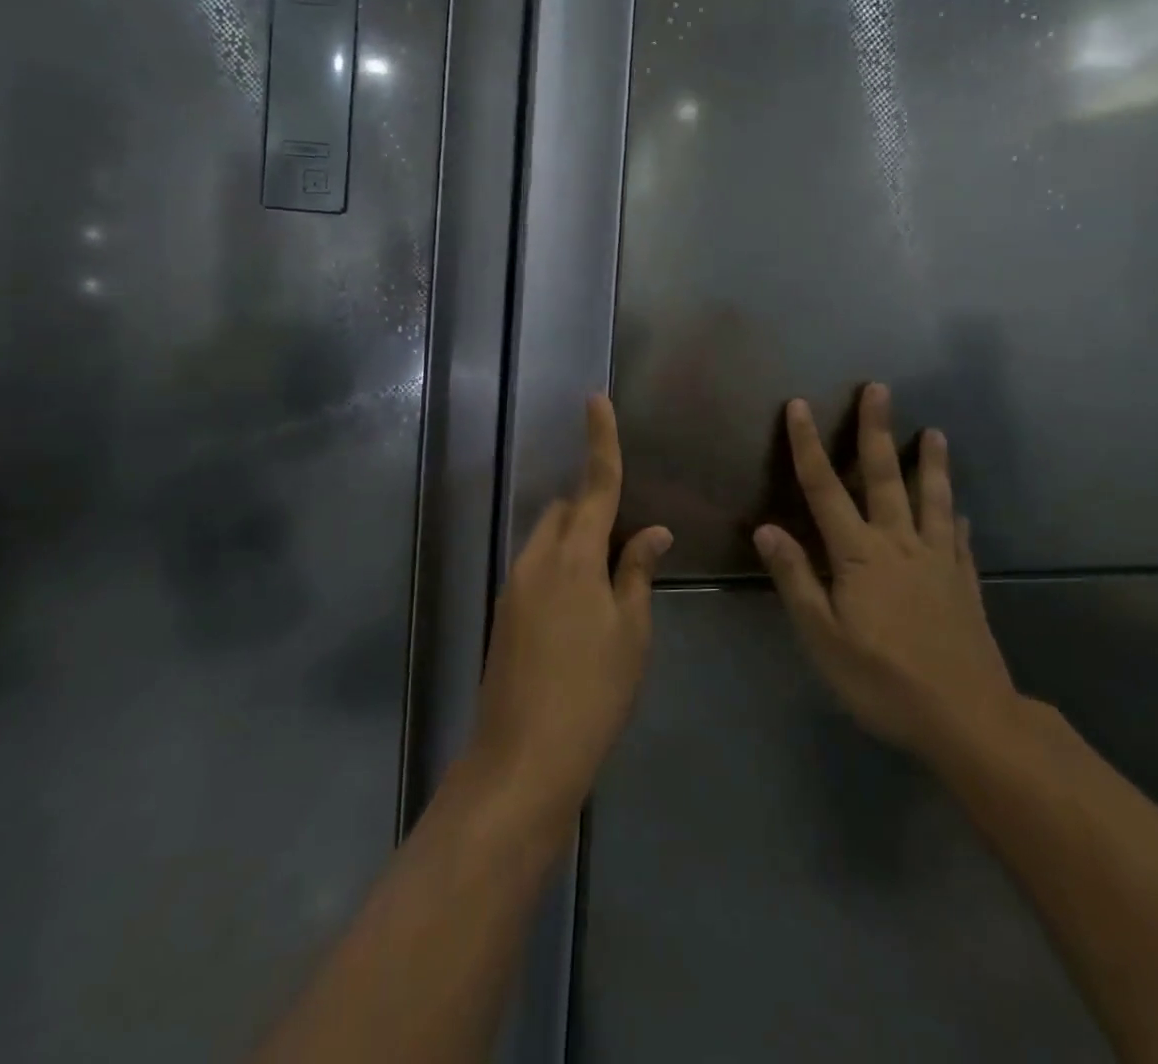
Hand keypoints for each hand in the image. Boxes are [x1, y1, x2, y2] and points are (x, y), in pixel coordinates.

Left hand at [468, 395, 671, 832]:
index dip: (600, 440)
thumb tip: (653, 532)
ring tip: (608, 583)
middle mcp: (537, 559)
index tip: (596, 400)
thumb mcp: (631, 633)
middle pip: (567, 510)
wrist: (522, 758)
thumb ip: (637, 573)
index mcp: (574, 557)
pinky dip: (561, 566)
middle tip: (627, 544)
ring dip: (577, 540)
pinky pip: (537, 566)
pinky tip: (581, 610)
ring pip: (549, 538)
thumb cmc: (593, 693)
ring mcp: (514, 584)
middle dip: (593, 508)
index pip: (595, 485)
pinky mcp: (504, 611)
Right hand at [755, 384, 1019, 759]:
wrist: (968, 719)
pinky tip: (964, 513)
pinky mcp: (965, 585)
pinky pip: (960, 541)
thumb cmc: (883, 680)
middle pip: (886, 478)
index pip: (825, 489)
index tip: (799, 406)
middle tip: (879, 389)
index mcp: (860, 555)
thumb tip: (766, 528)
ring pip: (934, 501)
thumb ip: (796, 578)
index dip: (808, 445)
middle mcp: (900, 545)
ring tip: (936, 433)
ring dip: (932, 464)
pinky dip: (958, 520)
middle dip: (877, 431)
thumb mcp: (823, 637)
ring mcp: (939, 562)